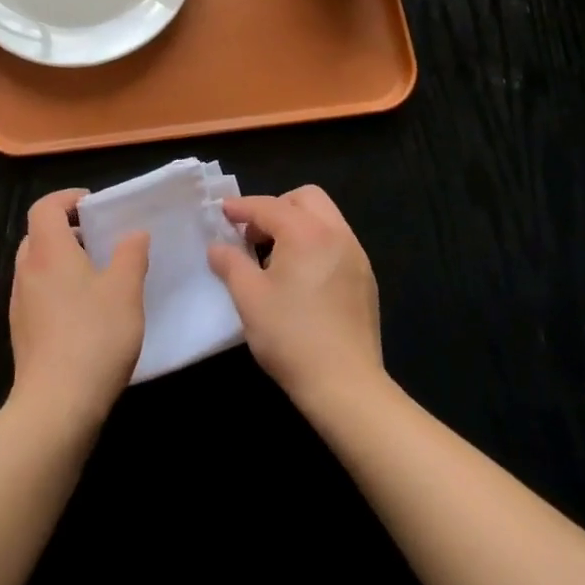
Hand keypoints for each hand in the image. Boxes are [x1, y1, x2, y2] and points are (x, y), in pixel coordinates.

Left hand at [8, 189, 148, 430]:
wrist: (56, 405)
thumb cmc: (94, 336)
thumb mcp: (126, 290)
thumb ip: (131, 255)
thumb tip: (134, 234)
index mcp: (48, 251)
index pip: (45, 207)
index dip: (67, 198)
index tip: (93, 205)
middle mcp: (27, 271)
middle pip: (38, 235)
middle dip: (66, 231)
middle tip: (98, 240)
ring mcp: (20, 305)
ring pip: (36, 267)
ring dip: (61, 263)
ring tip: (96, 278)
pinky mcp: (22, 334)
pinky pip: (37, 296)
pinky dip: (57, 291)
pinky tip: (84, 315)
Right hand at [207, 185, 384, 415]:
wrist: (346, 386)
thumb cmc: (291, 337)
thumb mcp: (249, 298)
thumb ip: (230, 263)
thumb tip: (218, 247)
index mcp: (306, 232)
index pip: (268, 206)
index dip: (242, 207)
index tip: (222, 211)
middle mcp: (336, 234)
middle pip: (305, 198)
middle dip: (276, 207)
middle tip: (254, 234)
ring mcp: (356, 255)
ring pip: (325, 218)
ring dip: (297, 224)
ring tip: (275, 257)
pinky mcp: (365, 278)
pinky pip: (337, 242)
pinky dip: (315, 244)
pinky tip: (301, 277)